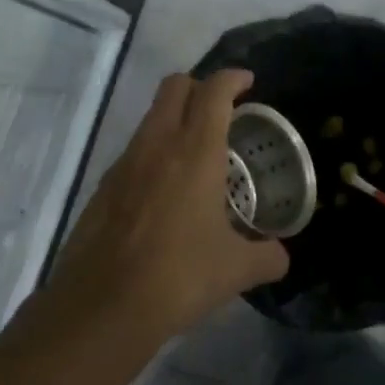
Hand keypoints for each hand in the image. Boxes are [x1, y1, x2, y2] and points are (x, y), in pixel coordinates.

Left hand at [43, 69, 289, 347]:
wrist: (103, 307)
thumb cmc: (179, 276)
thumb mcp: (236, 270)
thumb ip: (267, 257)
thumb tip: (281, 257)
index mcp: (195, 152)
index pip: (213, 91)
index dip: (232, 78)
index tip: (247, 82)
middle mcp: (157, 145)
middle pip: (174, 87)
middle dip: (200, 86)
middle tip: (222, 109)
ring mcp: (124, 164)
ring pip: (150, 118)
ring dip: (174, 119)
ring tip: (198, 153)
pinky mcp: (103, 188)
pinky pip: (134, 152)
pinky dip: (154, 153)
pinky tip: (167, 192)